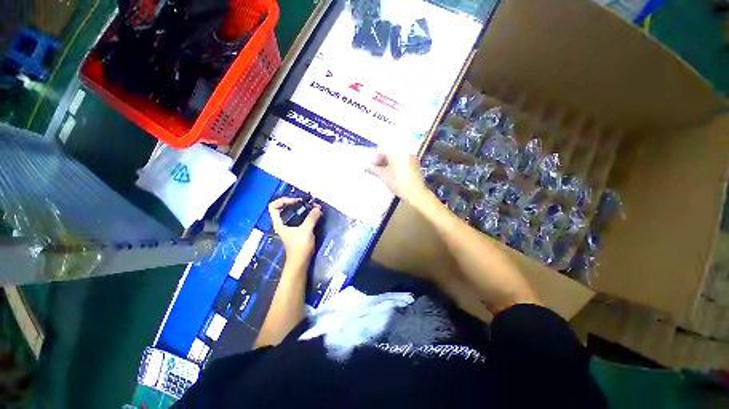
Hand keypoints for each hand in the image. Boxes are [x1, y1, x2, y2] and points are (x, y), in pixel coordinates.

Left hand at [268, 197, 322, 264]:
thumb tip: (317, 208)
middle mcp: (283, 224)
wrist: (300, 261)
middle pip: (283, 208)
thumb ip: (311, 218)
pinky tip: (313, 214)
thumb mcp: (306, 230)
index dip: (283, 201)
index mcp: (279, 223)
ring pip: (292, 213)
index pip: (273, 207)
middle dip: (294, 203)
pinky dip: (305, 214)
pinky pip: (299, 218)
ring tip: (311, 206)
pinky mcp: (297, 231)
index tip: (295, 201)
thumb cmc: (299, 246)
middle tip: (305, 202)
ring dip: (301, 208)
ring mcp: (290, 227)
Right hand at [367, 151, 428, 203]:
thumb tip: (367, 167)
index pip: (382, 150)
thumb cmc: (400, 184)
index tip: (371, 164)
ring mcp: (411, 156)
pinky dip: (396, 163)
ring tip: (384, 171)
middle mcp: (404, 152)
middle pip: (389, 152)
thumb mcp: (384, 176)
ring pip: (396, 155)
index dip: (375, 157)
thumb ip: (374, 169)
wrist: (415, 192)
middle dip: (382, 159)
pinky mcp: (414, 162)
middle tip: (376, 168)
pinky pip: (403, 159)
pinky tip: (393, 171)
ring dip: (389, 161)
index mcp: (396, 153)